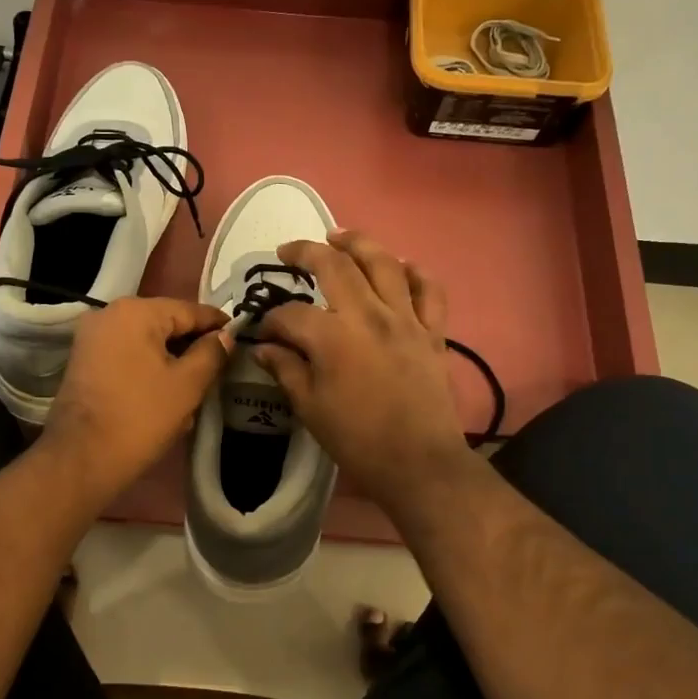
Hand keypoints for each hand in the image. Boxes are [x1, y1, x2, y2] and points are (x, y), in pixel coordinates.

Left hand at [41, 297, 231, 502]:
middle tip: (221, 364)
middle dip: (192, 344)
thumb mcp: (187, 385)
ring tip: (197, 383)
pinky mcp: (84, 361)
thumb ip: (211, 353)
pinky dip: (148, 367)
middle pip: (165, 323)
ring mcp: (92, 337)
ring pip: (146, 341)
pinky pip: (126, 355)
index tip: (240, 336)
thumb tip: (225, 336)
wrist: (82, 458)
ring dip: (171, 359)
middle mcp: (109, 314)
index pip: (189, 310)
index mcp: (136, 312)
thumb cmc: (140, 417)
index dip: (217, 324)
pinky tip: (167, 391)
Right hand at [251, 231, 478, 515]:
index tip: (265, 333)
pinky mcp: (432, 331)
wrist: (419, 462)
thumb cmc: (358, 440)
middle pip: (335, 267)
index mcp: (332, 338)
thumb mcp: (310, 408)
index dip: (272, 320)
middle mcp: (369, 315)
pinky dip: (416, 272)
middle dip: (306, 252)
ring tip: (339, 236)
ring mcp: (405, 319)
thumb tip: (265, 348)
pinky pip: (429, 290)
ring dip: (359, 243)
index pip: (292, 314)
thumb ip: (287, 370)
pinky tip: (401, 266)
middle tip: (288, 251)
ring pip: (384, 264)